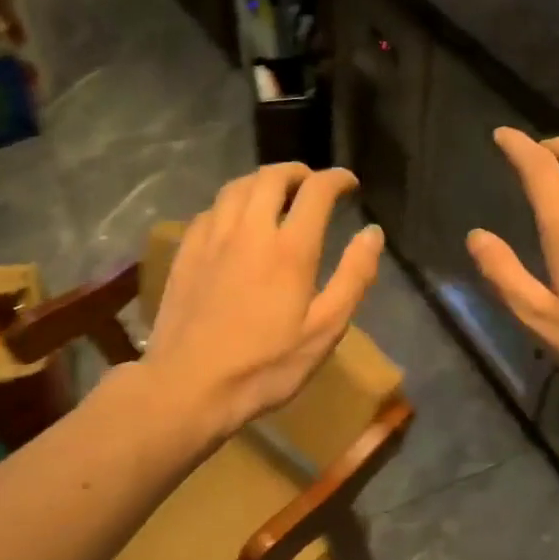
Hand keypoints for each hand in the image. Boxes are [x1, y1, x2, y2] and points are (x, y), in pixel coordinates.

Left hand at [144, 162, 383, 435]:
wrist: (188, 386)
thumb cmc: (265, 366)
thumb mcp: (324, 331)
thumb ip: (353, 277)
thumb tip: (372, 233)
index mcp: (289, 249)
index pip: (316, 191)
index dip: (336, 179)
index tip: (349, 183)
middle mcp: (249, 231)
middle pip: (272, 177)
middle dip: (298, 173)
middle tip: (313, 185)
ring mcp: (212, 239)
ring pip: (237, 187)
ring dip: (263, 181)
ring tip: (277, 193)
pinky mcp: (186, 253)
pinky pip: (211, 209)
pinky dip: (232, 202)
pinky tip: (236, 220)